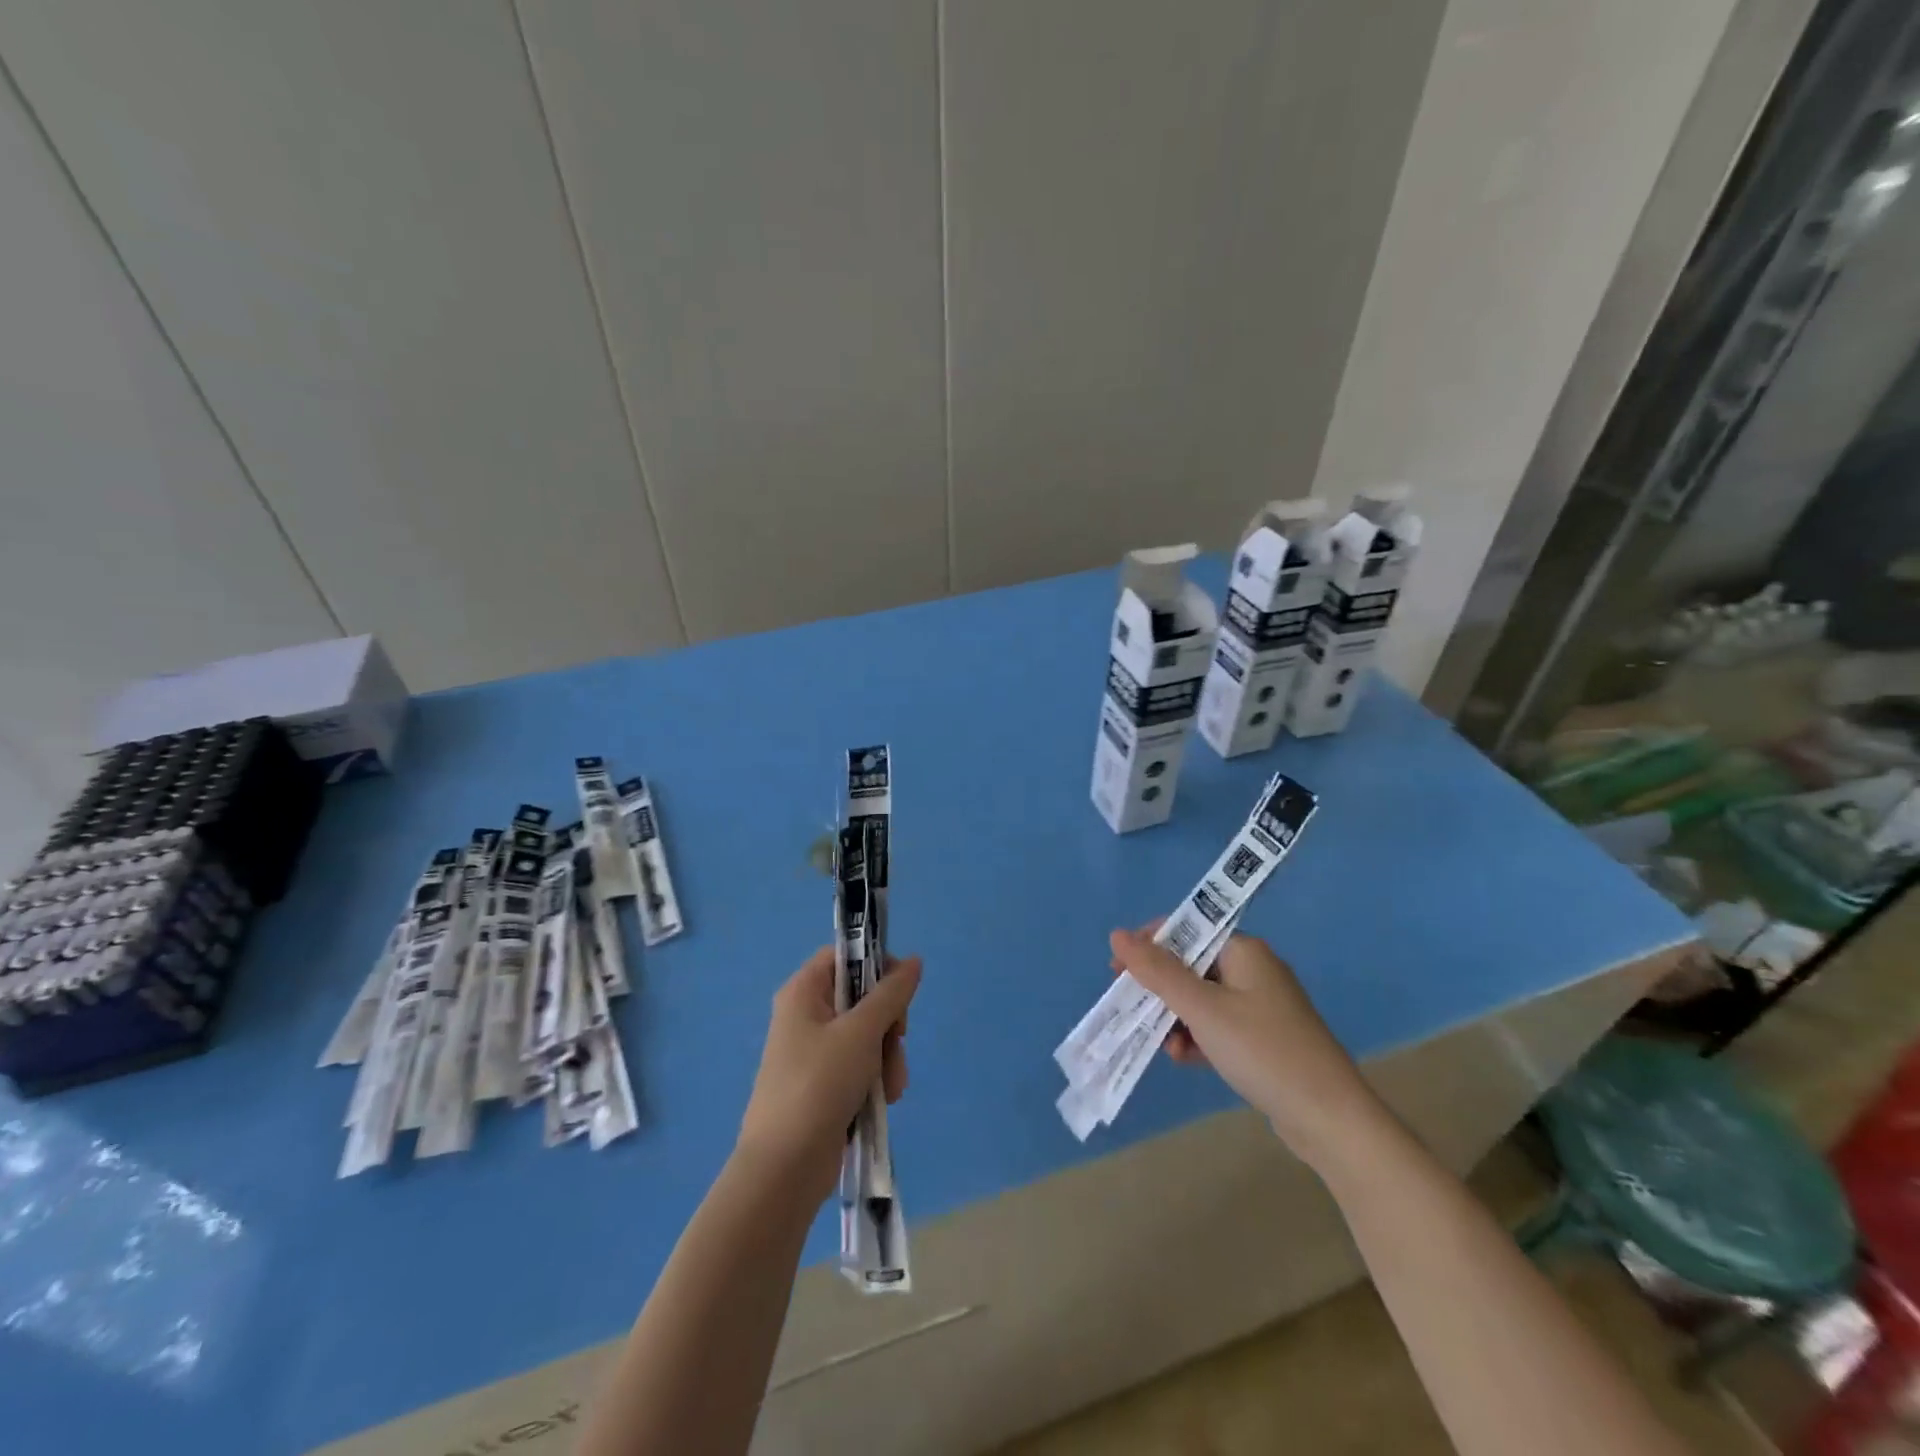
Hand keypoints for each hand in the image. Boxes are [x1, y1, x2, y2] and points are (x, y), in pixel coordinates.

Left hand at [736, 947, 921, 1203]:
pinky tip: (882, 1101)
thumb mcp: (861, 1032)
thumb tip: (913, 961)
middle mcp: (806, 1016)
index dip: (875, 966)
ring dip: (887, 1057)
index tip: (900, 989)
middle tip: (897, 1041)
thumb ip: (891, 994)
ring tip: (890, 1087)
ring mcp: (814, 1053)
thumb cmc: (819, 1085)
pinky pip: (860, 1066)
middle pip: (862, 998)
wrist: (784, 1168)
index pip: (845, 956)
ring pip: (867, 1035)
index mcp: (803, 992)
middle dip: (888, 1025)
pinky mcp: (824, 1085)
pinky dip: (875, 1079)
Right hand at [1109, 928, 1381, 1167]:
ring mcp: (1260, 1006)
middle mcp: (1253, 970)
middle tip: (1130, 1006)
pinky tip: (1183, 1058)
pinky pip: (1217, 1025)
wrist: (1331, 1120)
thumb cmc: (1263, 1052)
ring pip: (1201, 998)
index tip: (1118, 969)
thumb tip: (1117, 934)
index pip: (1187, 929)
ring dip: (1175, 1016)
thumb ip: (1158, 972)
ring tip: (1162, 1045)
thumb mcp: (1203, 1009)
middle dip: (1159, 987)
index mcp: (1244, 951)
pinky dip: (1196, 1036)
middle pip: (1191, 965)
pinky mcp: (1263, 1039)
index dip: (1149, 944)